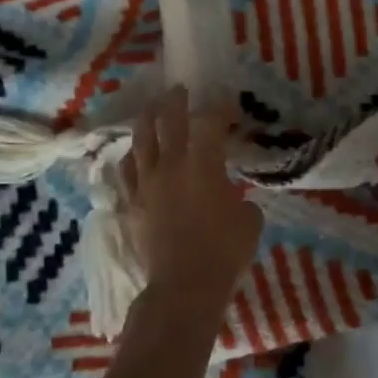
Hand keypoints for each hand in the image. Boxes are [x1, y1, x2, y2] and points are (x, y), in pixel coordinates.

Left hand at [120, 86, 262, 306]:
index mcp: (204, 164)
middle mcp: (171, 165)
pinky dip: (132, 156)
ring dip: (147, 119)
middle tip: (180, 90)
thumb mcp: (250, 221)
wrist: (184, 287)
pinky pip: (127, 171)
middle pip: (169, 121)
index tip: (228, 105)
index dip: (219, 109)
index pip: (210, 123)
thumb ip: (241, 200)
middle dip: (176, 101)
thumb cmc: (225, 252)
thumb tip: (233, 198)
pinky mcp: (132, 204)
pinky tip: (133, 153)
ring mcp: (147, 184)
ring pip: (141, 140)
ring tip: (151, 108)